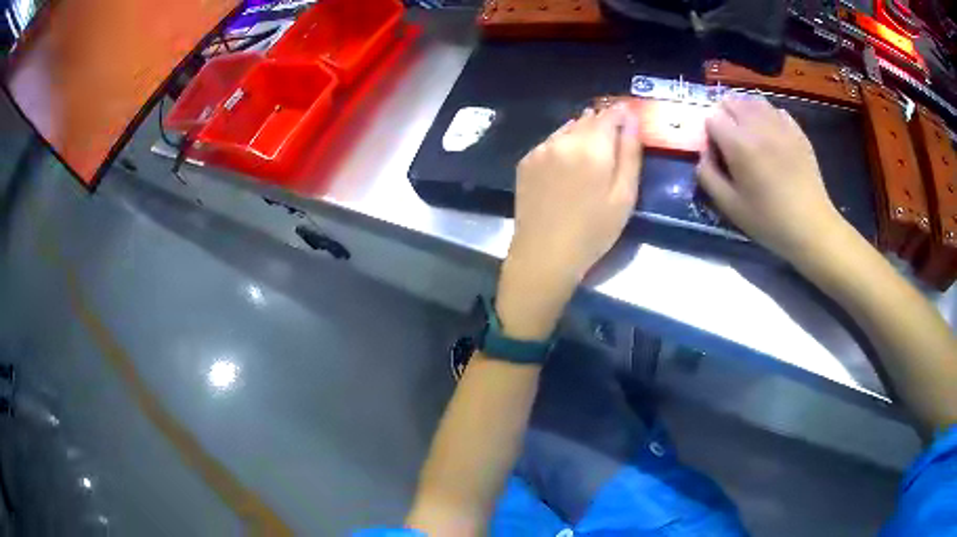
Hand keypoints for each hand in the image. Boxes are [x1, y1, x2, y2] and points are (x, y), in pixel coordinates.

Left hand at [496, 106, 641, 339]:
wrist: (544, 254)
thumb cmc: (594, 231)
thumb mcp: (624, 196)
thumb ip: (630, 152)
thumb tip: (631, 118)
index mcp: (592, 146)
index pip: (610, 114)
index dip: (621, 115)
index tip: (629, 120)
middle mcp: (563, 140)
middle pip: (587, 119)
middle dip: (602, 124)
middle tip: (612, 142)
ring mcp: (541, 149)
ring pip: (567, 129)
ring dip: (581, 134)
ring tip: (590, 156)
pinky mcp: (526, 161)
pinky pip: (550, 143)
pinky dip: (562, 146)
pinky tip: (567, 167)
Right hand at [697, 96, 846, 263]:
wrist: (811, 226)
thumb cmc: (769, 220)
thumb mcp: (730, 206)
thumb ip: (708, 176)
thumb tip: (704, 155)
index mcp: (739, 144)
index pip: (712, 118)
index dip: (710, 135)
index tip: (718, 154)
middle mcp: (758, 126)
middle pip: (731, 101)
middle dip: (725, 117)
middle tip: (732, 143)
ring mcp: (780, 125)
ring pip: (753, 101)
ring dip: (745, 113)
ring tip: (750, 135)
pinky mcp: (797, 131)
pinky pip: (775, 110)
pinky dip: (767, 117)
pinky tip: (771, 137)